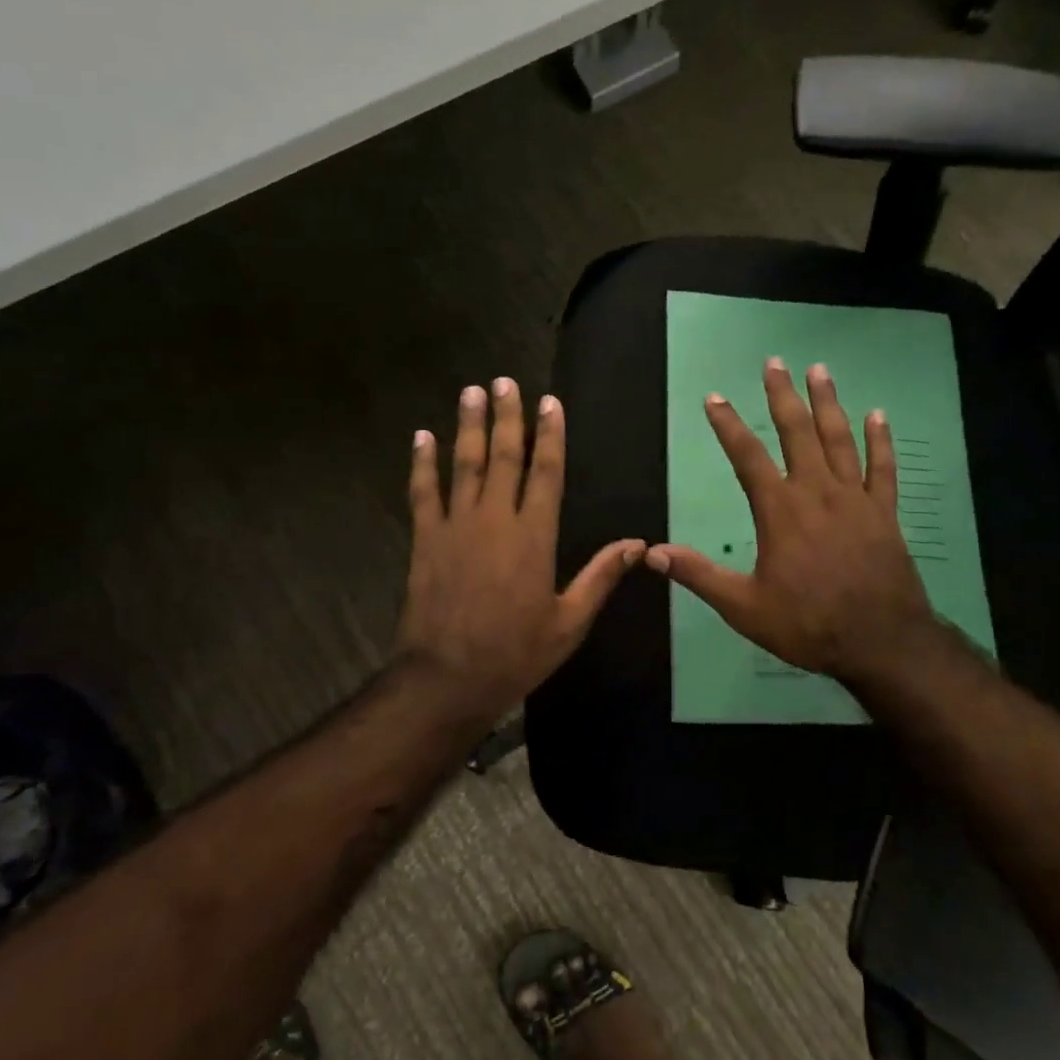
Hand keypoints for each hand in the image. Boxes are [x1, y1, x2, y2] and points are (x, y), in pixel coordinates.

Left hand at [396, 378, 644, 720]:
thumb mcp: (569, 621)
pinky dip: (422, 463)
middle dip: (507, 416)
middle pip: (504, 456)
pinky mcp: (426, 540)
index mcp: (534, 536)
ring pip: (464, 464)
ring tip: (471, 392)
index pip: (546, 472)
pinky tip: (422, 437)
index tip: (549, 402)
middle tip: (504, 381)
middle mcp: (495, 519)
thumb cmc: (516, 652)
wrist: (448, 678)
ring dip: (469, 426)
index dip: (550, 435)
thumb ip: (601, 576)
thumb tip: (637, 543)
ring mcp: (456, 526)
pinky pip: (423, 492)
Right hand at [645, 359, 948, 690]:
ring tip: (819, 370)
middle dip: (783, 395)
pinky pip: (882, 468)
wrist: (881, 642)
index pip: (747, 456)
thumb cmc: (808, 624)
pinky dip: (880, 441)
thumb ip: (699, 575)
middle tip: (775, 362)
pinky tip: (879, 415)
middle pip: (797, 432)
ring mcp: (855, 499)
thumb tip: (652, 552)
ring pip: (839, 439)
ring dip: (828, 403)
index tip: (714, 397)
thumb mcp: (744, 607)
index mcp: (780, 511)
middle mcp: (816, 492)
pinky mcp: (884, 512)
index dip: (728, 425)